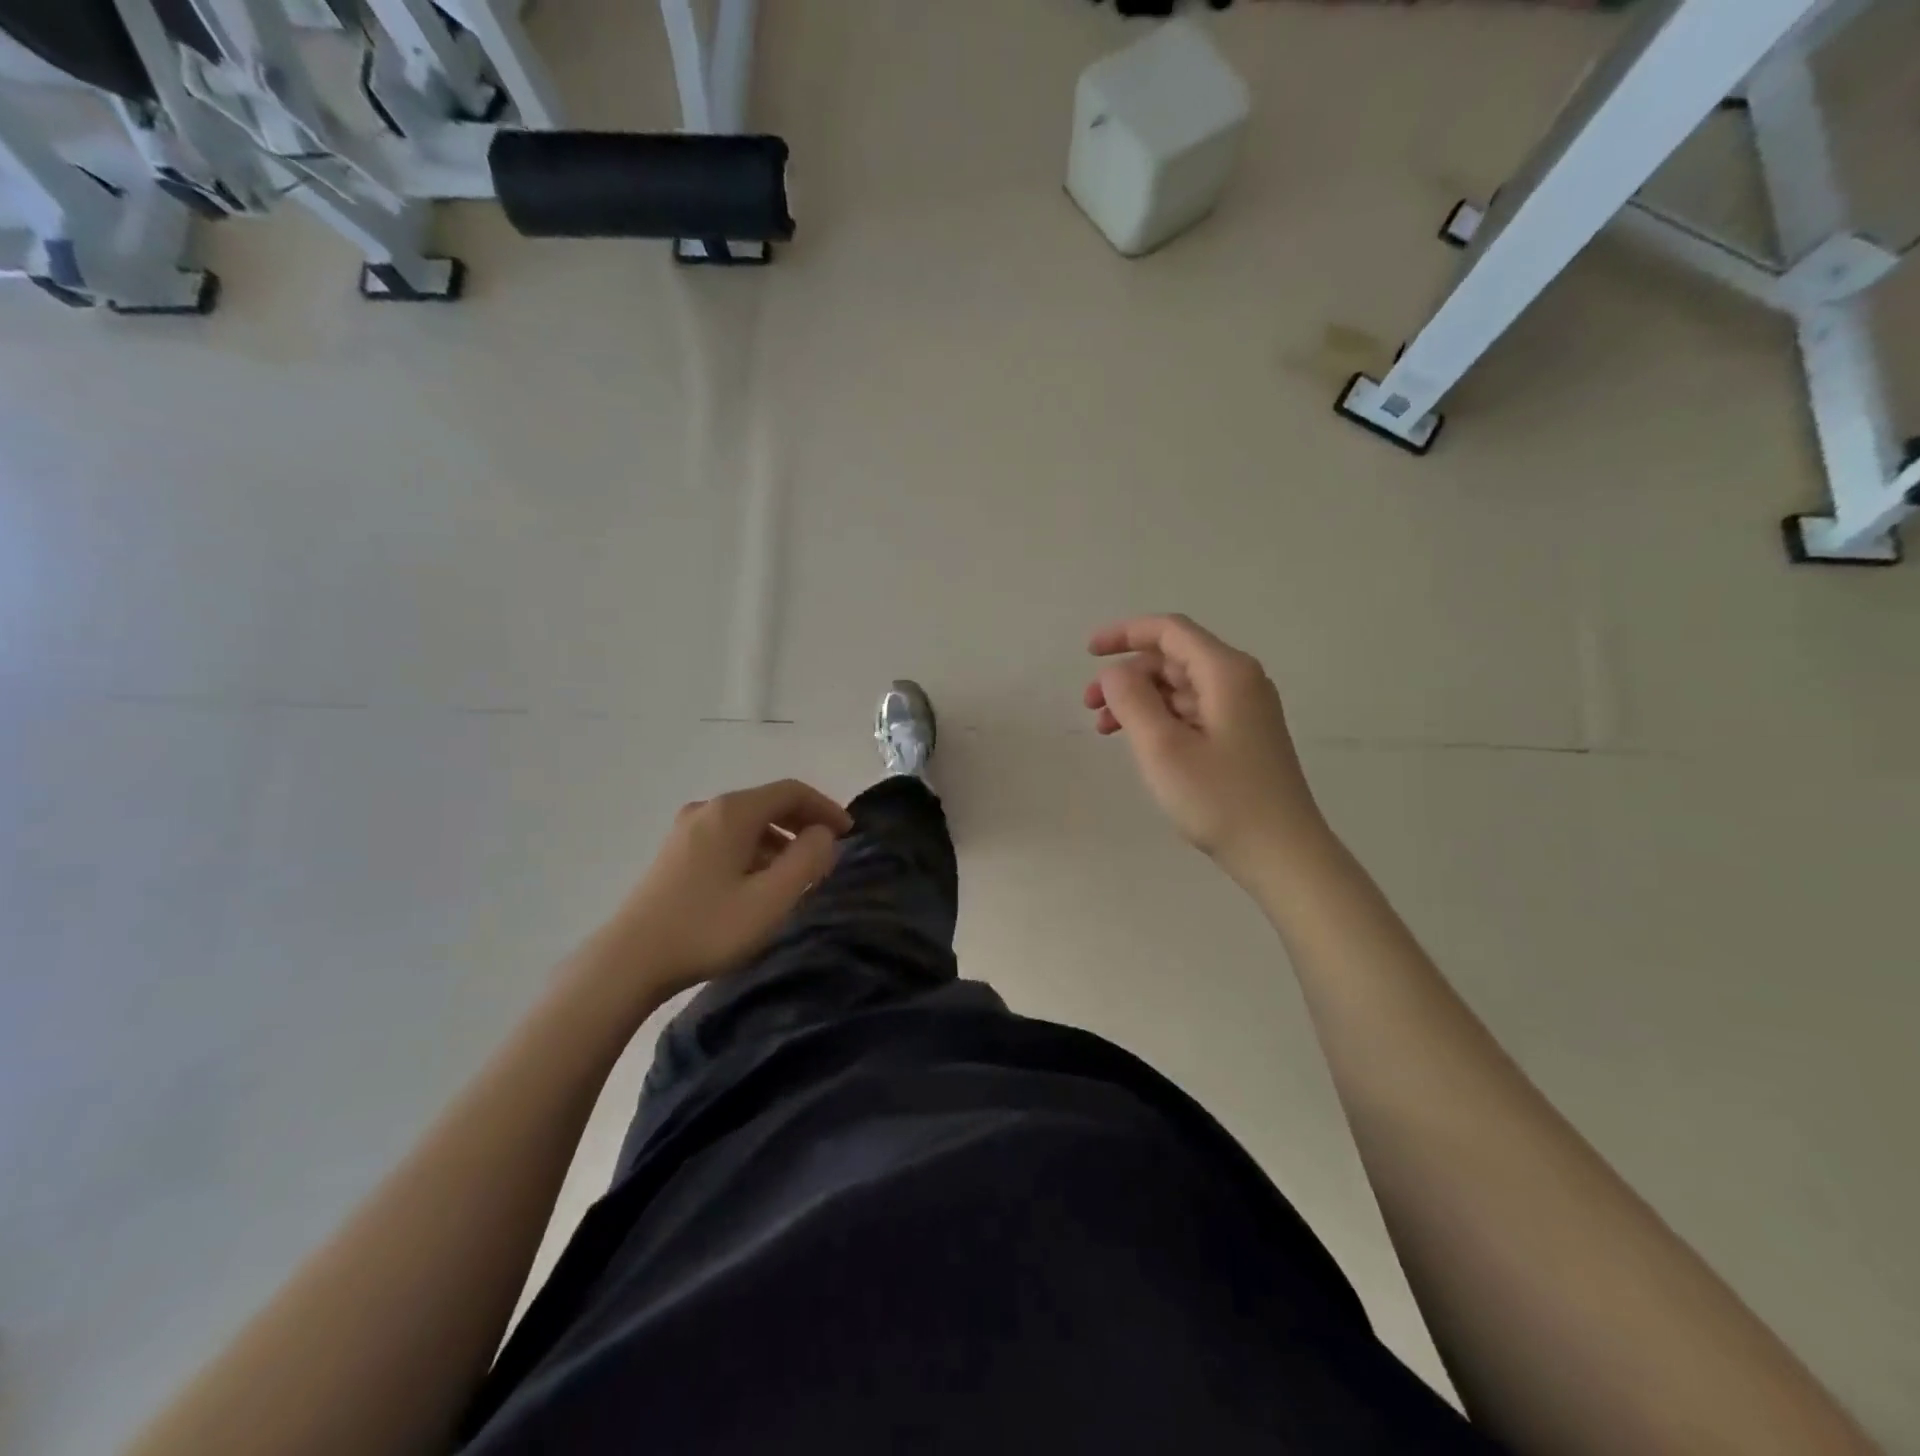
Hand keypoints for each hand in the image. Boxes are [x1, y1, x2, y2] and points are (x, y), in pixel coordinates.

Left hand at [606, 779, 853, 998]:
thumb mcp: (772, 899)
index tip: (848, 833)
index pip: (791, 791)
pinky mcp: (675, 852)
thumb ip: (807, 860)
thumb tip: (823, 834)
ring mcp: (687, 829)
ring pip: (747, 822)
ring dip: (780, 839)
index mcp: (733, 812)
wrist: (629, 961)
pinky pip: (728, 837)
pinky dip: (755, 849)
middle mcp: (709, 809)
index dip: (825, 807)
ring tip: (798, 873)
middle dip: (804, 822)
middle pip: (768, 802)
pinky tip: (759, 882)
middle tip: (828, 851)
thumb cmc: (708, 928)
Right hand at [1086, 614, 1327, 880]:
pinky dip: (1160, 718)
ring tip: (1105, 729)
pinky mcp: (1242, 736)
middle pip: (1173, 658)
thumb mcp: (1163, 748)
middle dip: (1127, 675)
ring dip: (1139, 700)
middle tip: (1089, 706)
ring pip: (1180, 687)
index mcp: (1226, 672)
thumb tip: (1114, 673)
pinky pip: (1193, 711)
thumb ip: (1132, 700)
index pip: (1169, 631)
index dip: (1125, 634)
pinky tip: (1139, 743)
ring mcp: (1244, 710)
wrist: (1282, 854)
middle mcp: (1240, 681)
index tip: (1088, 652)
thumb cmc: (1221, 799)